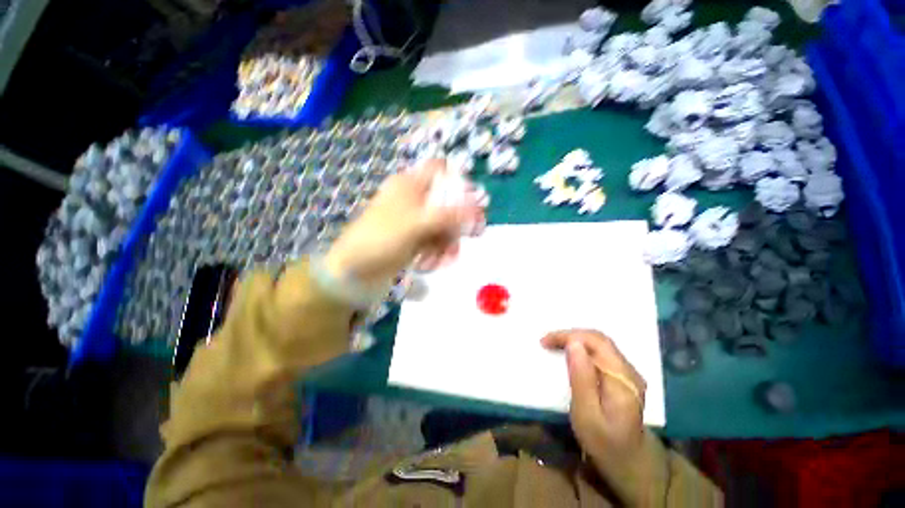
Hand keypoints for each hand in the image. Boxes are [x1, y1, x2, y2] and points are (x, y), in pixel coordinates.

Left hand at [324, 160, 482, 286]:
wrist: (353, 272)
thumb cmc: (380, 239)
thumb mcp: (416, 224)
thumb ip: (450, 215)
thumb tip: (479, 208)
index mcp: (410, 185)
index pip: (440, 170)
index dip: (457, 181)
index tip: (471, 200)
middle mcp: (415, 200)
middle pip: (448, 201)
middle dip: (458, 221)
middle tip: (472, 234)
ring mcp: (416, 221)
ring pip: (445, 224)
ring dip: (448, 243)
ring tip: (440, 259)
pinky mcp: (416, 240)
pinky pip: (437, 241)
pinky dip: (439, 253)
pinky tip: (431, 264)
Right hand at [542, 329, 656, 504]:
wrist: (630, 463)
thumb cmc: (604, 444)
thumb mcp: (587, 415)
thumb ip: (581, 379)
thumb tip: (573, 344)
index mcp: (623, 380)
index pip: (596, 342)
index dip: (569, 336)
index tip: (545, 341)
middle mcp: (629, 371)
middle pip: (599, 339)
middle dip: (570, 335)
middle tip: (547, 342)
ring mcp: (629, 373)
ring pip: (600, 344)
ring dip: (575, 340)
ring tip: (554, 345)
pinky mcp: (623, 376)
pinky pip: (601, 353)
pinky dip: (582, 349)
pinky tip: (570, 355)